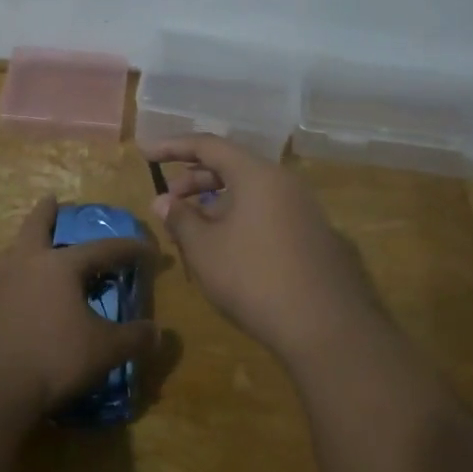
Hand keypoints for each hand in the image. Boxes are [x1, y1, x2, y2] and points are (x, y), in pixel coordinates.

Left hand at [0, 196, 157, 417]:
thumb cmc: (51, 358)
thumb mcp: (103, 351)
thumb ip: (133, 339)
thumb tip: (157, 332)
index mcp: (59, 266)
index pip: (102, 249)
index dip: (128, 249)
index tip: (148, 249)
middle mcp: (26, 265)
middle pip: (36, 228)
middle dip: (47, 213)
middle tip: (52, 200)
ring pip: (14, 252)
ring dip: (26, 244)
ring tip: (32, 246)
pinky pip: (2, 282)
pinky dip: (15, 279)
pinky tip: (19, 294)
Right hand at [144, 135, 386, 365]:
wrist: (326, 326)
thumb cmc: (254, 278)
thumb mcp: (205, 249)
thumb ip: (180, 219)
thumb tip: (163, 201)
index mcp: (257, 174)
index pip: (208, 145)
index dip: (173, 147)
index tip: (146, 152)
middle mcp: (284, 182)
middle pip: (232, 166)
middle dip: (195, 178)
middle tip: (169, 199)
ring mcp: (303, 208)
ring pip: (250, 191)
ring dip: (216, 202)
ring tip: (192, 227)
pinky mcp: (312, 234)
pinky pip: (267, 211)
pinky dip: (239, 217)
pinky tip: (224, 246)